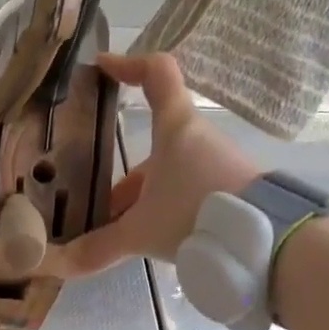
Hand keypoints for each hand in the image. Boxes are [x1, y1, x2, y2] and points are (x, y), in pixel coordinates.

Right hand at [51, 52, 258, 278]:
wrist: (267, 240)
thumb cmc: (195, 214)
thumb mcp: (140, 232)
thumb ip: (100, 247)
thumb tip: (61, 264)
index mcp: (175, 129)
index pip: (157, 73)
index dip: (129, 65)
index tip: (103, 68)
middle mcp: (197, 139)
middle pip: (154, 144)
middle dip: (124, 179)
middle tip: (100, 208)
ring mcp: (218, 165)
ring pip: (170, 174)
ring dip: (145, 200)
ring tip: (124, 235)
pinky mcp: (232, 190)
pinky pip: (189, 193)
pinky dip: (168, 211)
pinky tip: (156, 241)